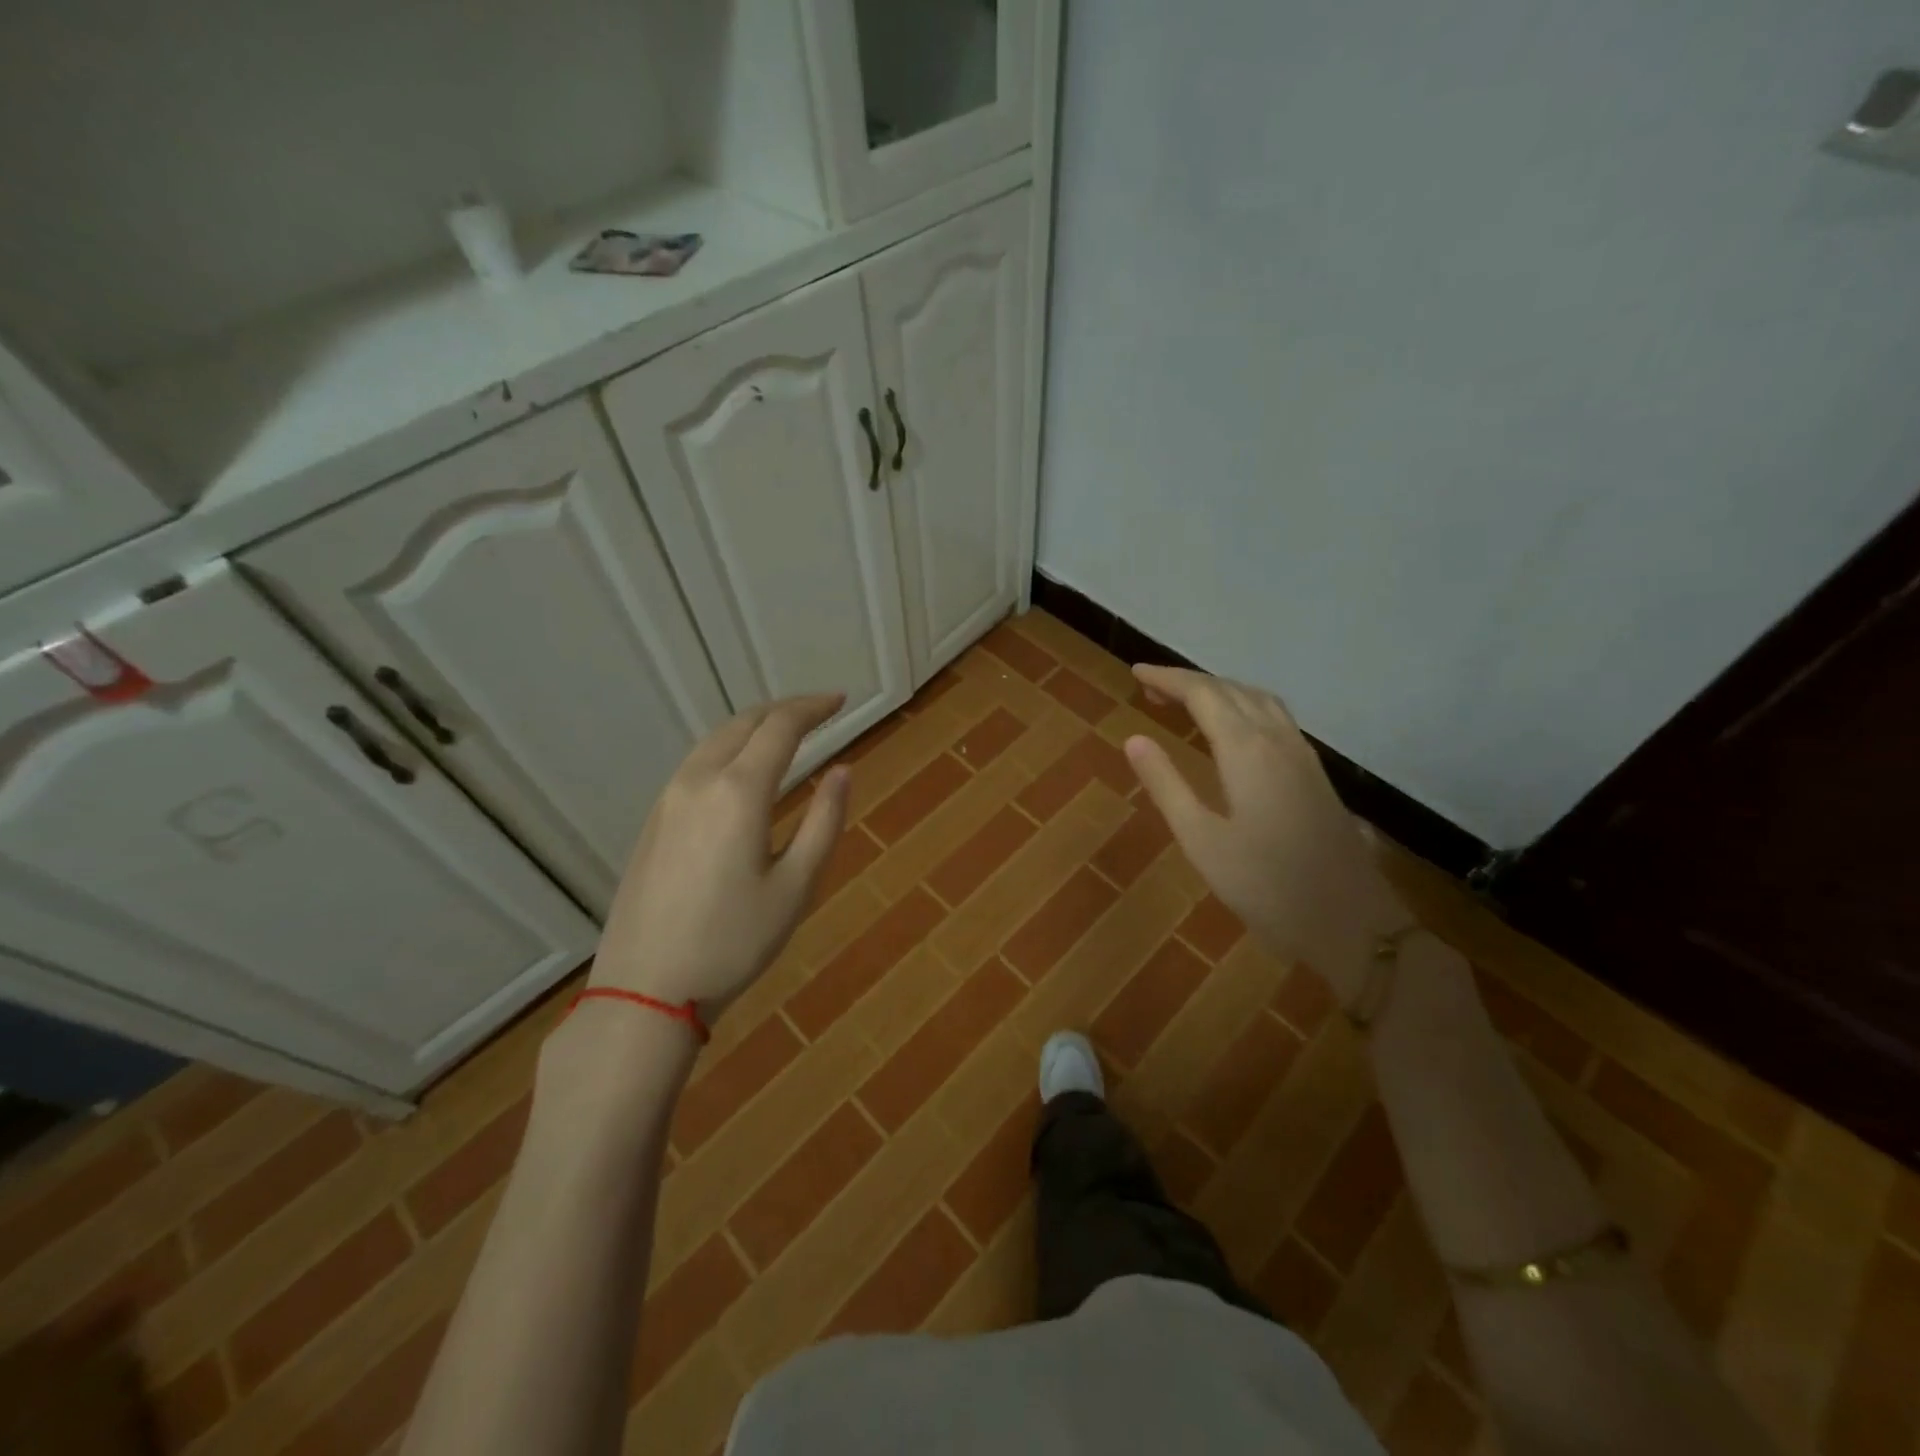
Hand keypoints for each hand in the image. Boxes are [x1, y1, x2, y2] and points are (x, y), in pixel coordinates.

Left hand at [590, 693, 849, 1013]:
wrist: (645, 988)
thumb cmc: (733, 942)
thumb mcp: (796, 887)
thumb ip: (824, 822)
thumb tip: (843, 771)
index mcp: (739, 792)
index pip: (781, 727)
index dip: (814, 708)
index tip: (841, 701)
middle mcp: (699, 781)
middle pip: (744, 723)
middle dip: (784, 710)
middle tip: (819, 712)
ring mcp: (668, 799)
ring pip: (715, 740)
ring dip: (754, 727)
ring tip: (785, 734)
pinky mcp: (653, 821)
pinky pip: (696, 763)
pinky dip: (728, 749)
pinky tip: (742, 770)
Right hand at [1124, 666, 1409, 1003]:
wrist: (1350, 922)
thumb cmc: (1265, 885)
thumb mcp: (1201, 839)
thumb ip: (1167, 784)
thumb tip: (1134, 739)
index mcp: (1246, 750)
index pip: (1202, 694)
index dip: (1168, 678)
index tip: (1135, 672)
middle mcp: (1277, 740)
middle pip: (1231, 690)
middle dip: (1189, 682)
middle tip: (1151, 690)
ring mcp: (1302, 755)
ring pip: (1259, 700)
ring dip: (1220, 691)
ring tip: (1188, 703)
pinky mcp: (1315, 774)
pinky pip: (1275, 718)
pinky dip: (1244, 707)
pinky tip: (1234, 731)